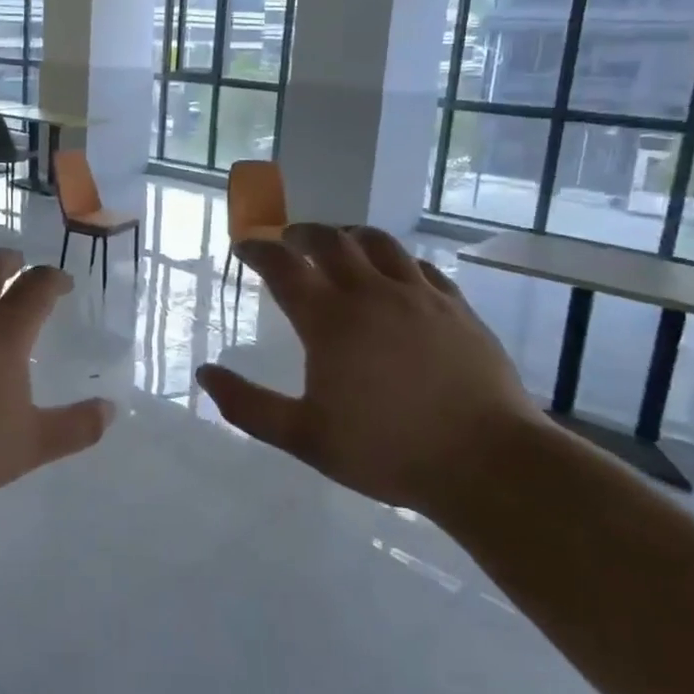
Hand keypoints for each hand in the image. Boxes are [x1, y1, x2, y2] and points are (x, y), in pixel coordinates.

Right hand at [195, 224, 542, 515]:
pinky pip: (420, 266)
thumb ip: (248, 405)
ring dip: (349, 235)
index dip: (258, 251)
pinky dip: (396, 260)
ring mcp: (419, 295)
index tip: (244, 247)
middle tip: (287, 238)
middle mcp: (371, 293)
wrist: (486, 461)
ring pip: (379, 242)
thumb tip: (206, 373)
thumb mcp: (304, 437)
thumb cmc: (387, 450)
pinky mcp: (456, 307)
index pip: (283, 266)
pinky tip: (396, 274)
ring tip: (338, 242)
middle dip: (301, 232)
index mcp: (329, 320)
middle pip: (330, 240)